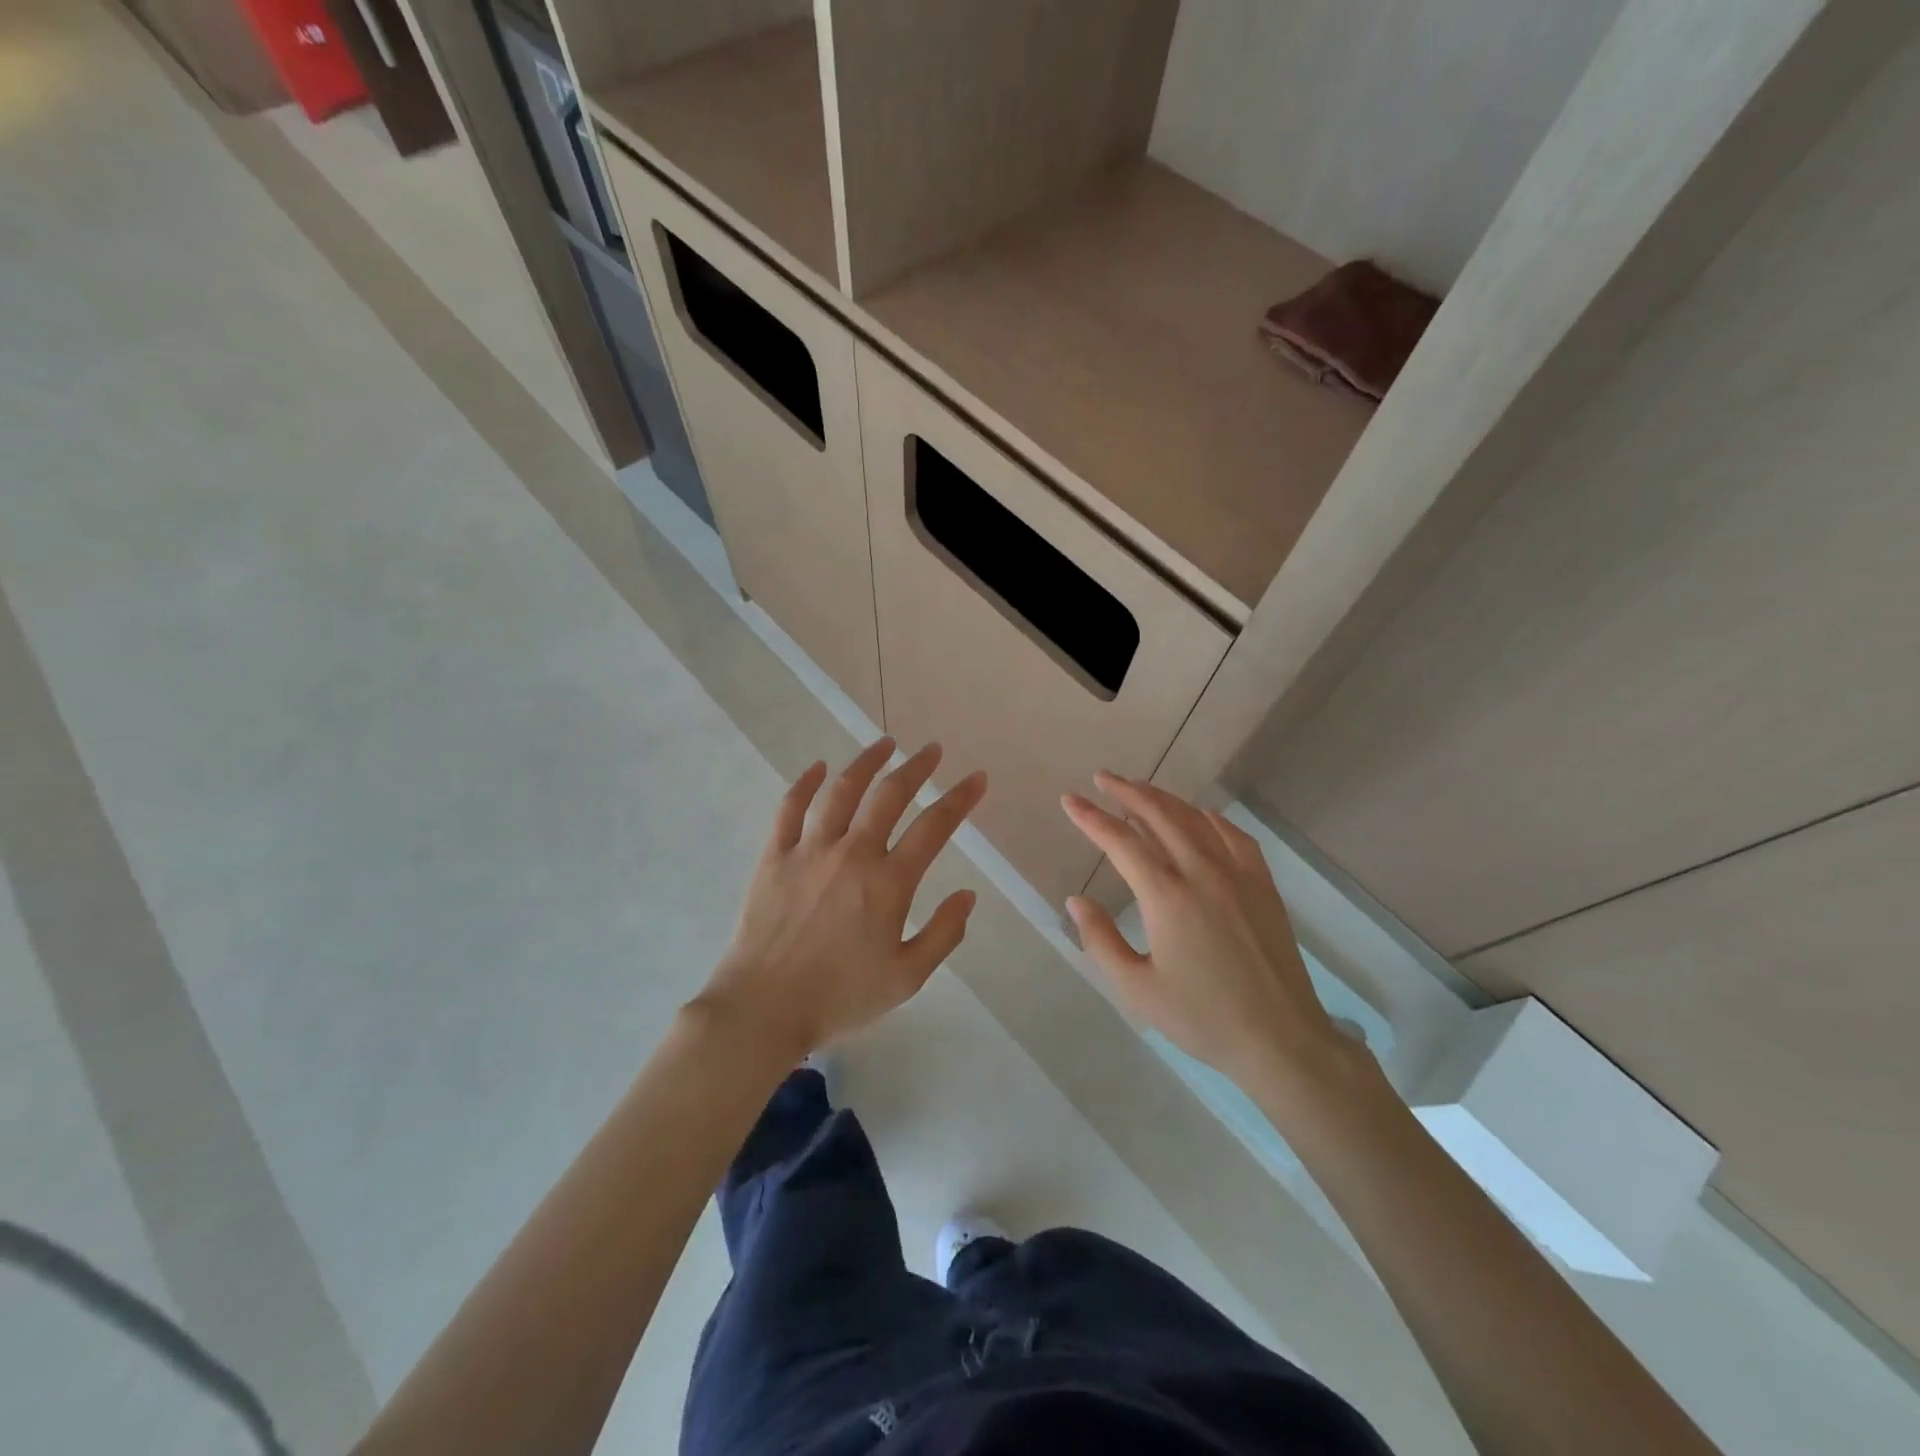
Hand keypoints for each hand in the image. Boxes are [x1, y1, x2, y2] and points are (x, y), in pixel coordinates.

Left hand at [697, 738, 986, 1058]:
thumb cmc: (840, 997)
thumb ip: (944, 934)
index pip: (934, 827)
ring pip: (841, 790)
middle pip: (889, 795)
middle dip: (916, 767)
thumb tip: (968, 894)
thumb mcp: (907, 978)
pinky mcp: (775, 856)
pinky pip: (790, 808)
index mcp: (888, 883)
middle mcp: (852, 854)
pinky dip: (805, 782)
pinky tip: (818, 767)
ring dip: (867, 762)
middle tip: (932, 750)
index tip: (976, 778)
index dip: (960, 798)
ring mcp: (809, 850)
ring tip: (885, 743)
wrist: (764, 1008)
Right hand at [1061, 773, 1346, 1097]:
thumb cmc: (1201, 1018)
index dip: (1090, 818)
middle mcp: (1201, 873)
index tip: (1069, 800)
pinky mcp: (1263, 884)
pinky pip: (1234, 835)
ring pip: (1195, 819)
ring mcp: (1237, 875)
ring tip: (1140, 789)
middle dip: (1127, 792)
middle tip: (1103, 778)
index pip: (1120, 842)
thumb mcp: (1137, 989)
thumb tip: (1076, 900)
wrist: (1280, 1038)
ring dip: (1163, 798)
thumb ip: (1100, 941)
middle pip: (1158, 816)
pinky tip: (1199, 815)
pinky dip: (1209, 818)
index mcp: (1166, 897)